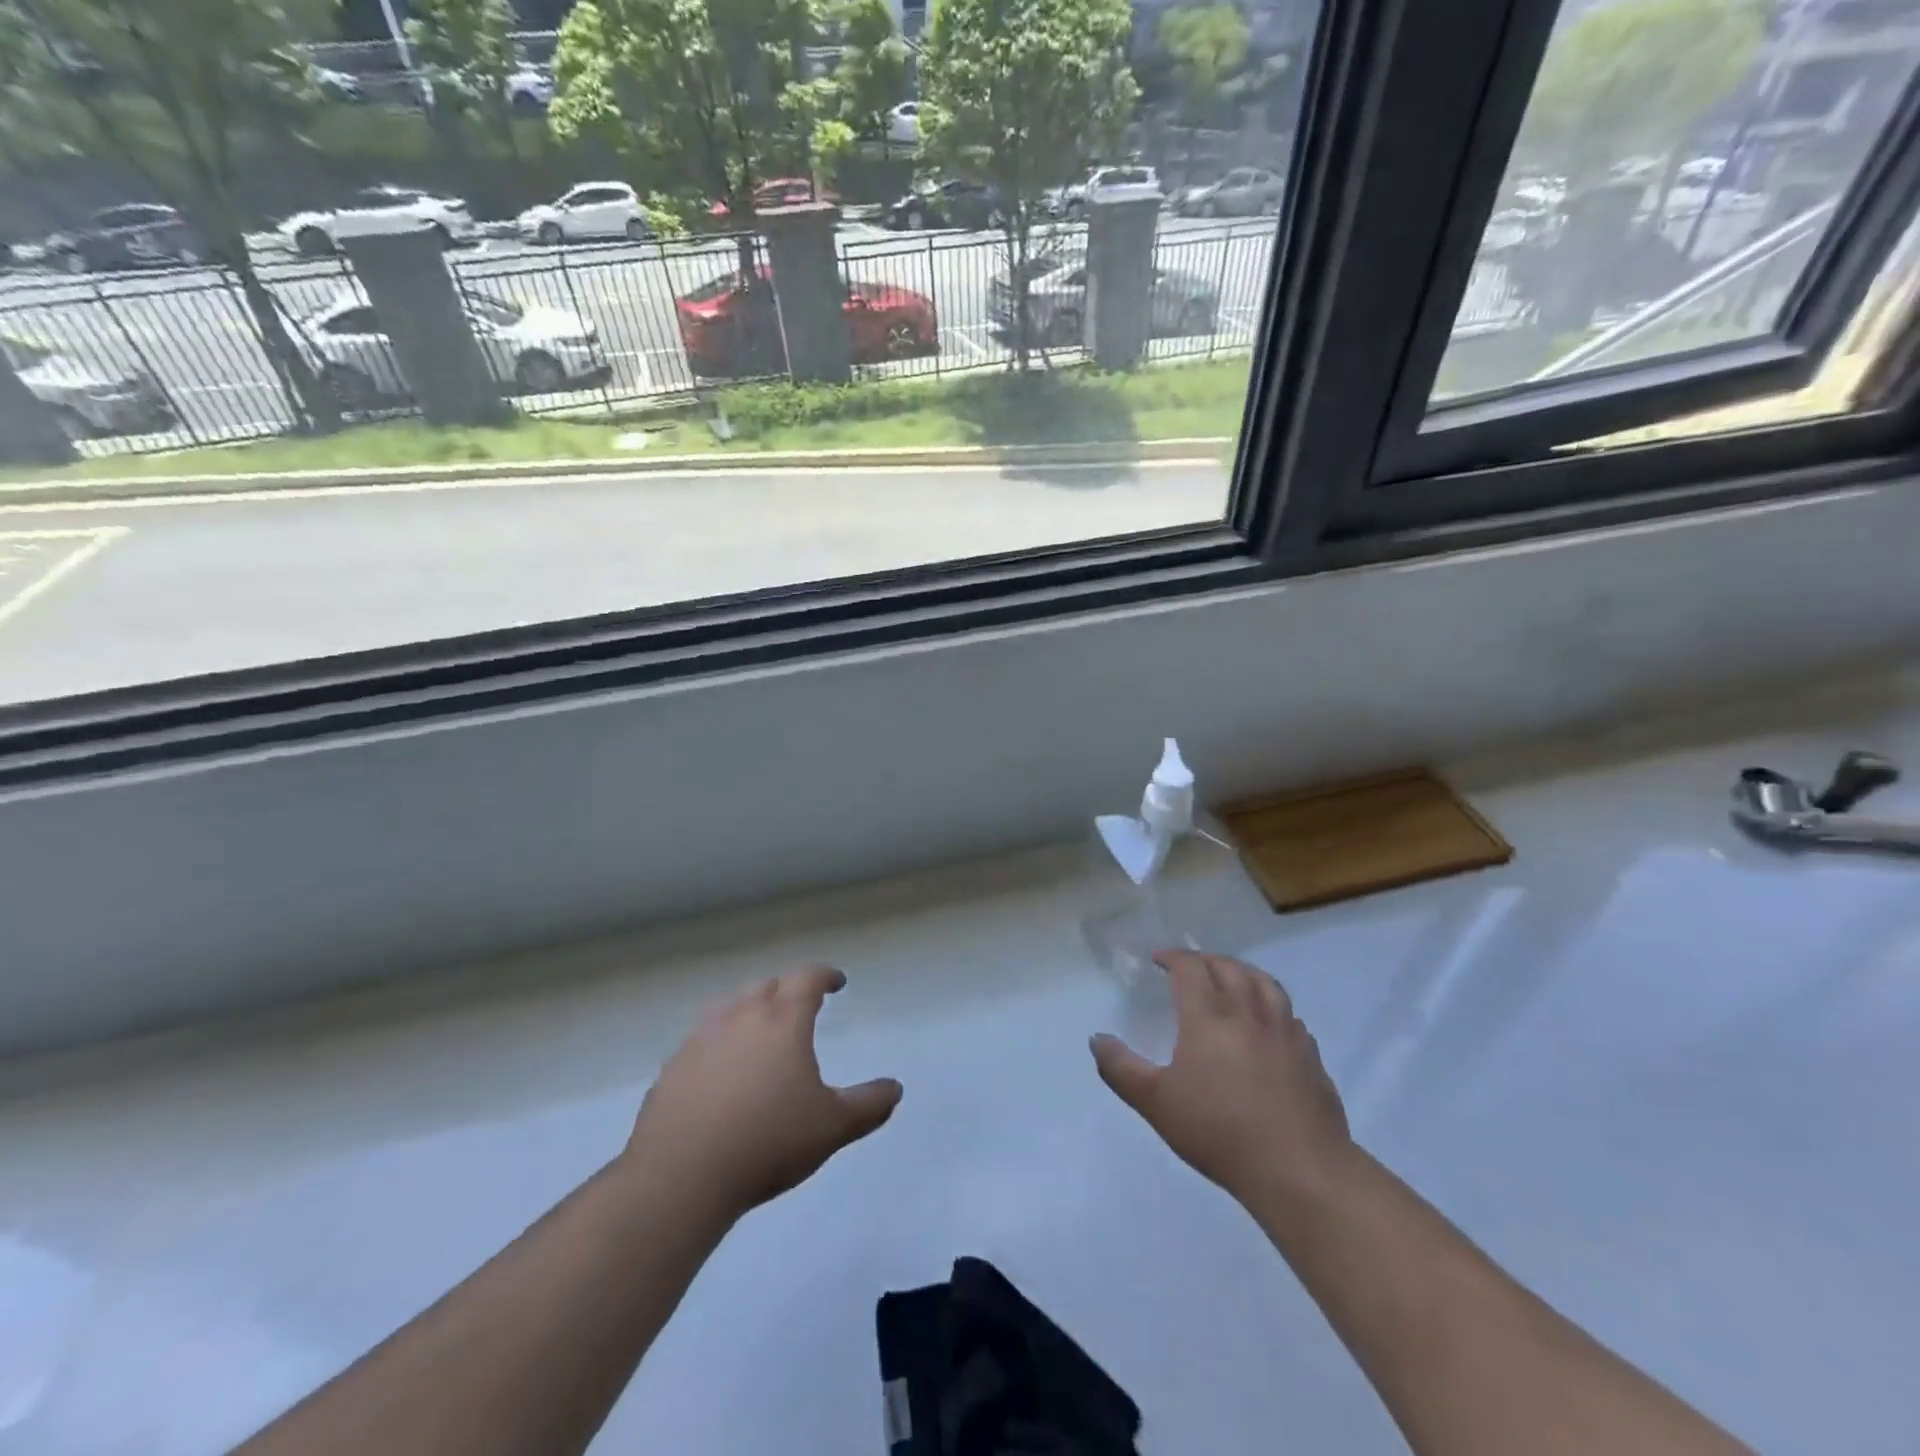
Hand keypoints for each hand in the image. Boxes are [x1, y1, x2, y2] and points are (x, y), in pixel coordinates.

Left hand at [623, 965, 901, 1220]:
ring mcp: (700, 1040)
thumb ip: (868, 1105)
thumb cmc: (767, 1141)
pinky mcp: (671, 1069)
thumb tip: (895, 1089)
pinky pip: (700, 1041)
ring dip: (747, 1010)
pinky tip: (719, 1072)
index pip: (806, 979)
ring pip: (727, 1007)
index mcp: (781, 1021)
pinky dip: (717, 1044)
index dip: (824, 975)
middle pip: (765, 987)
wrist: (681, 1175)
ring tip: (758, 1031)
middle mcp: (739, 1018)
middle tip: (799, 1006)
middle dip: (786, 990)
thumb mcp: (832, 1127)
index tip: (837, 982)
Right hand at [1091, 951, 1351, 1205]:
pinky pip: (1290, 1015)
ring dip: (1244, 972)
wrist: (1299, 1169)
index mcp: (1208, 1017)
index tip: (1158, 959)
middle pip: (1229, 968)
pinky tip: (1268, 1023)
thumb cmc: (1219, 1131)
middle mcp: (1248, 1013)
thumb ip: (1121, 1068)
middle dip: (1206, 960)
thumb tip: (1097, 1039)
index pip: (1190, 969)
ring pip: (1266, 983)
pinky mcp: (1310, 1055)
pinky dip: (1273, 1006)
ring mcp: (1285, 1032)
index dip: (1173, 957)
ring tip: (1232, 978)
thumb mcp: (1156, 1103)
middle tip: (1192, 965)